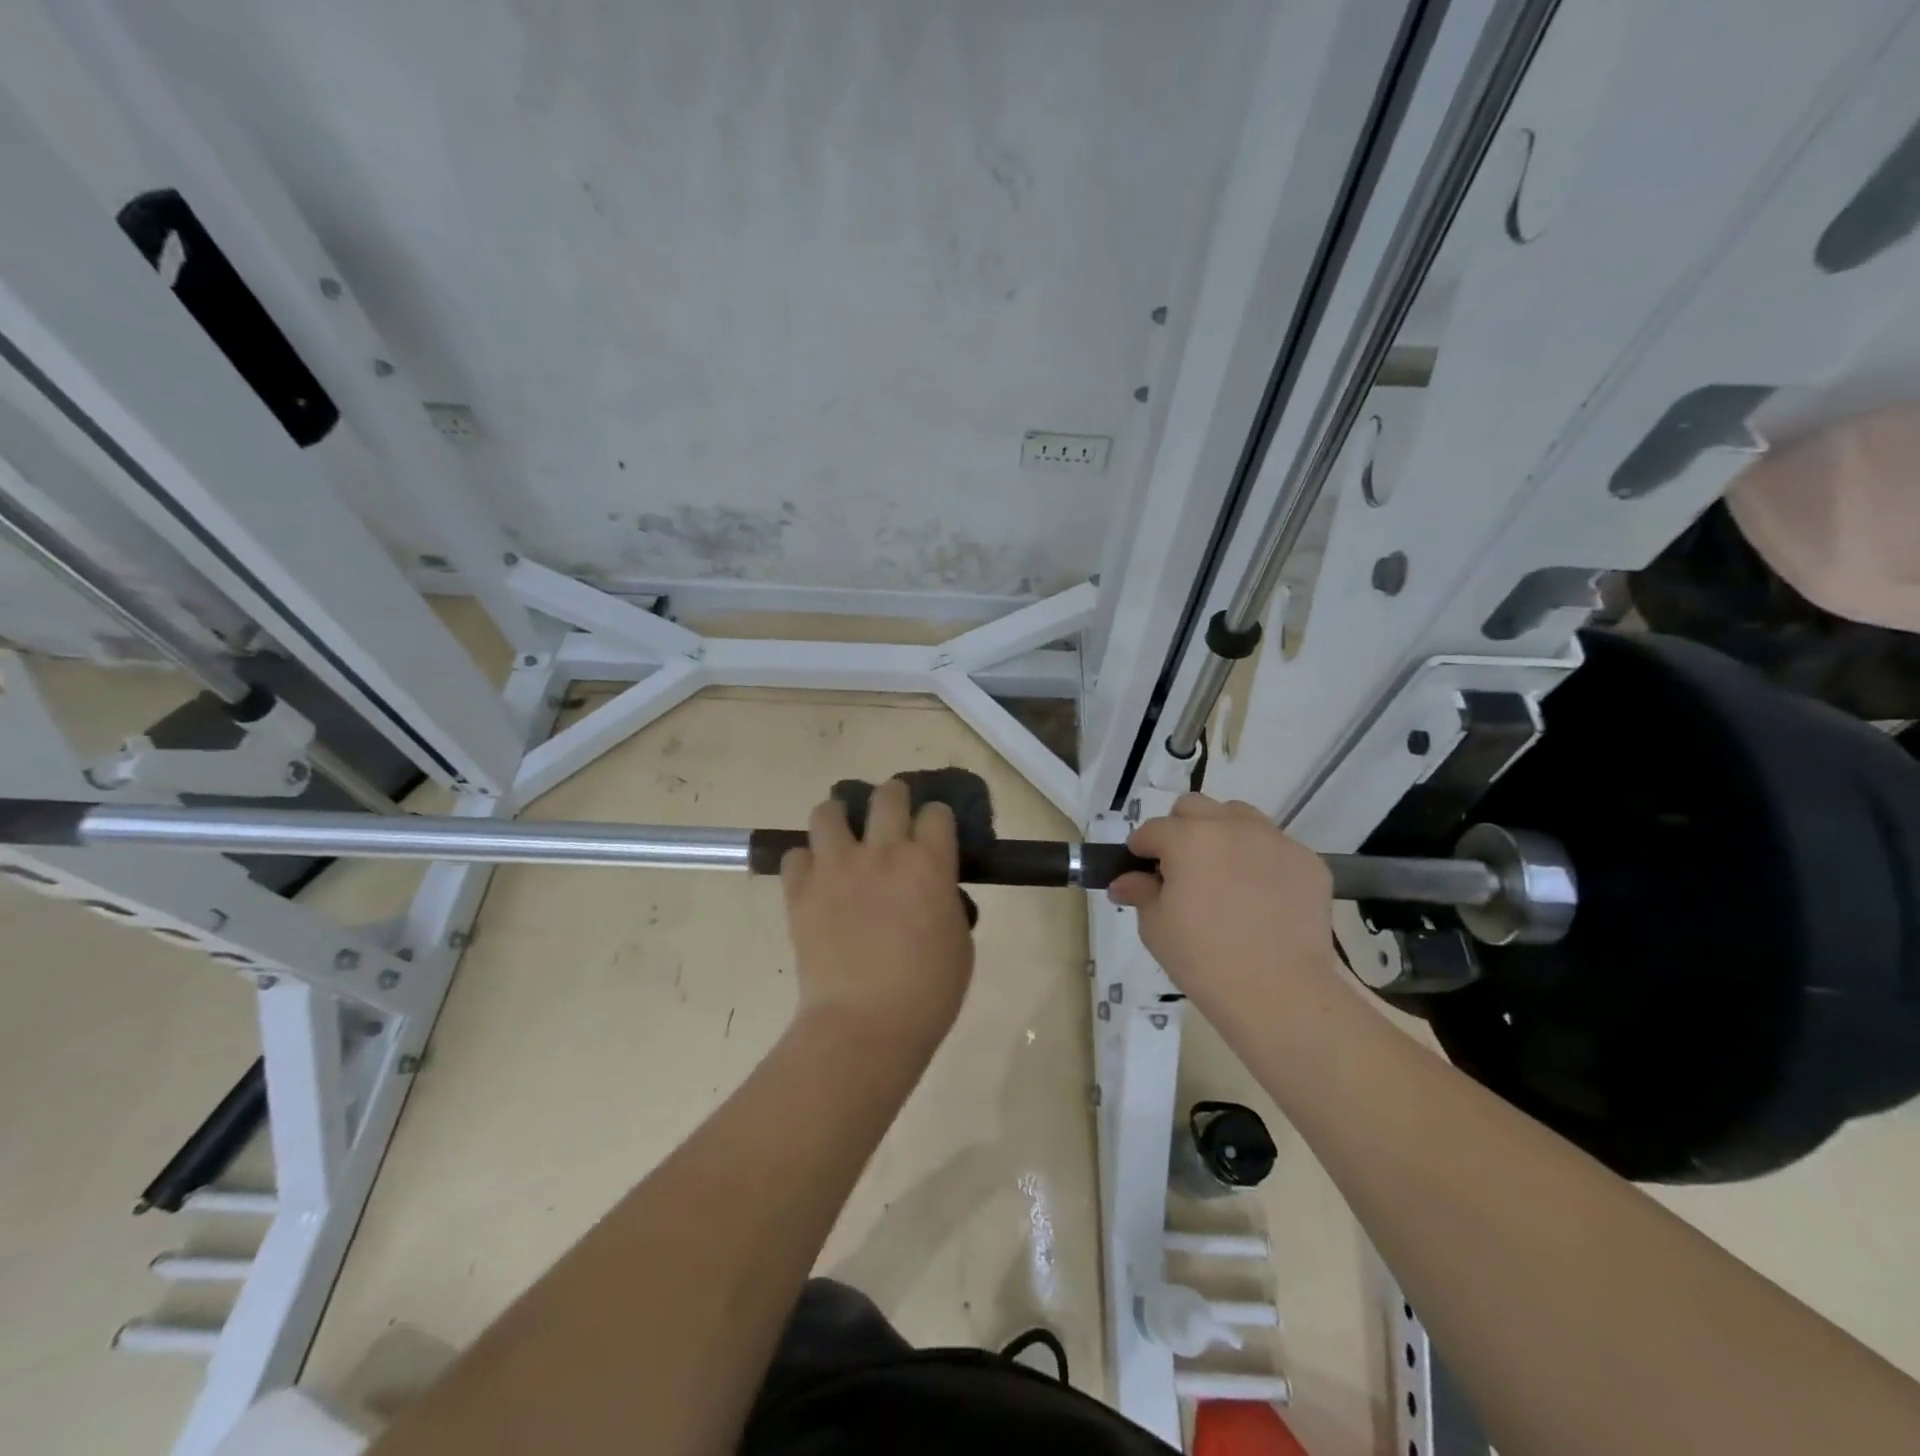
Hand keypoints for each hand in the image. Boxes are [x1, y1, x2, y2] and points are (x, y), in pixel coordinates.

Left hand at [780, 779, 974, 1050]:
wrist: (865, 1025)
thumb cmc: (927, 992)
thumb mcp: (959, 941)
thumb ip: (945, 901)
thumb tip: (932, 888)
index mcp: (929, 864)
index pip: (936, 813)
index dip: (936, 819)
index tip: (933, 832)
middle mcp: (883, 853)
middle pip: (888, 795)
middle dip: (893, 798)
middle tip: (890, 818)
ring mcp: (837, 868)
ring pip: (829, 812)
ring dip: (839, 818)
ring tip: (843, 838)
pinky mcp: (800, 890)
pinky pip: (795, 855)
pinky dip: (806, 862)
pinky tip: (816, 879)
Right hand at [1108, 794, 1342, 1014]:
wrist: (1279, 992)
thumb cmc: (1203, 959)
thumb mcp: (1156, 927)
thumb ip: (1140, 892)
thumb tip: (1124, 882)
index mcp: (1188, 838)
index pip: (1152, 829)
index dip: (1141, 849)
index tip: (1141, 872)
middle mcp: (1232, 827)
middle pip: (1195, 807)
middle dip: (1180, 829)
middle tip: (1181, 868)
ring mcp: (1275, 841)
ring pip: (1239, 816)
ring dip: (1223, 834)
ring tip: (1224, 874)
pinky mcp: (1308, 862)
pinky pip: (1276, 847)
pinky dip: (1261, 860)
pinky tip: (1261, 896)